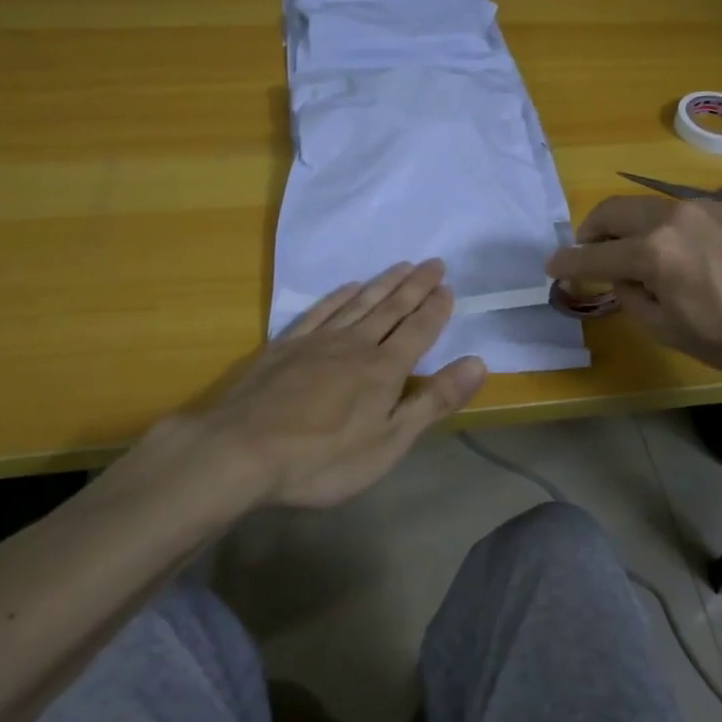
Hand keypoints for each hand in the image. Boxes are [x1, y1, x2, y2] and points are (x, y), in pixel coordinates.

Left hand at [181, 259, 486, 508]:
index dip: (436, 309)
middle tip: (434, 263)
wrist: (243, 451)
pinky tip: (348, 288)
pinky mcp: (286, 346)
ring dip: (383, 284)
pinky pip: (320, 312)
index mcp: (384, 370)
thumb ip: (434, 401)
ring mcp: (318, 341)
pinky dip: (338, 297)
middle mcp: (355, 344)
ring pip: (359, 303)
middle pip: (391, 308)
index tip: (448, 286)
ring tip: (402, 266)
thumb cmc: (324, 459)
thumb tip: (479, 363)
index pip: (419, 330)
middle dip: (416, 286)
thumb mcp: (389, 443)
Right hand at [546, 196, 721, 394]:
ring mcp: (704, 205)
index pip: (595, 255)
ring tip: (632, 250)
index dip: (568, 263)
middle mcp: (672, 216)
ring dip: (627, 224)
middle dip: (591, 231)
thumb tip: (620, 277)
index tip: (552, 266)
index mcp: (654, 253)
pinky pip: (681, 208)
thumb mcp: (673, 331)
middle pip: (613, 211)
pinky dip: (664, 224)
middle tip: (589, 252)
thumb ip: (633, 299)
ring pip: (647, 204)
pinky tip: (680, 249)